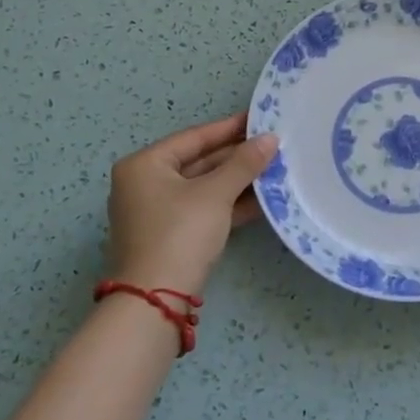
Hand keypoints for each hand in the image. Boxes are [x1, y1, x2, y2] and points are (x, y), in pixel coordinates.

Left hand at [106, 113, 278, 296]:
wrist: (155, 301)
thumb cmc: (180, 233)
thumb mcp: (215, 194)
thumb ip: (244, 164)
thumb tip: (271, 138)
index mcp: (144, 165)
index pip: (194, 137)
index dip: (229, 128)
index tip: (260, 119)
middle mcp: (145, 184)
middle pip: (198, 162)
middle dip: (237, 157)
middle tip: (273, 146)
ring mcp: (156, 212)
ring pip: (203, 188)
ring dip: (237, 181)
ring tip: (275, 169)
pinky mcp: (170, 236)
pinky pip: (203, 209)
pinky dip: (229, 204)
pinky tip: (262, 200)